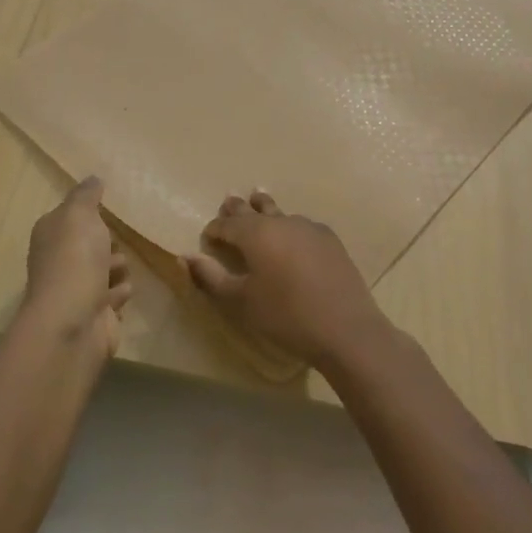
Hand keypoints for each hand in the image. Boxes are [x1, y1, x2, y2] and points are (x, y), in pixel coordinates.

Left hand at [23, 176, 131, 356]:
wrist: (74, 322)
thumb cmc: (75, 260)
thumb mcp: (79, 215)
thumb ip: (86, 195)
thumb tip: (93, 178)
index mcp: (51, 235)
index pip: (70, 218)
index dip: (88, 214)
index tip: (108, 210)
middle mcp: (59, 261)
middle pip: (88, 245)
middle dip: (106, 242)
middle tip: (117, 242)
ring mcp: (76, 290)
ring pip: (103, 271)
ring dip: (116, 268)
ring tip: (120, 269)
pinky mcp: (94, 314)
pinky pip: (113, 296)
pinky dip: (119, 292)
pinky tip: (123, 291)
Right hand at [184, 191, 390, 370]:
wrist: (346, 329)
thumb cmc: (286, 316)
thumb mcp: (241, 301)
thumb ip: (211, 276)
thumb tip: (186, 257)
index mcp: (255, 233)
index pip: (226, 224)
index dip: (214, 229)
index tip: (208, 238)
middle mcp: (280, 221)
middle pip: (252, 208)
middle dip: (237, 209)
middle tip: (228, 204)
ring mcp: (308, 227)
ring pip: (279, 212)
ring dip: (264, 210)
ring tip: (258, 203)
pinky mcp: (329, 239)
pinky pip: (301, 225)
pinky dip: (289, 226)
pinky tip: (292, 238)